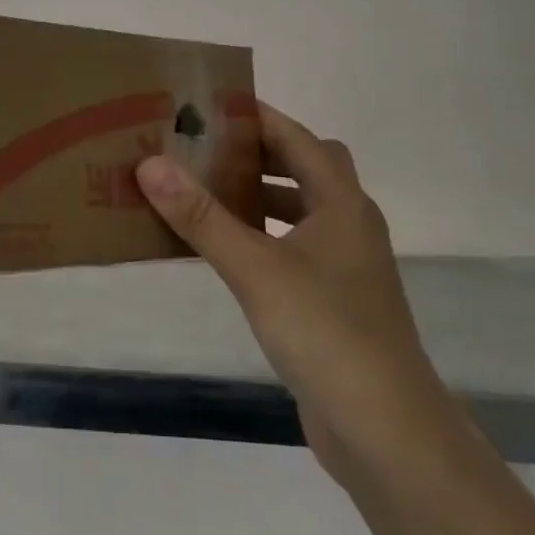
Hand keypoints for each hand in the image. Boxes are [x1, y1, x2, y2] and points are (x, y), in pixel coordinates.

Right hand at [136, 103, 432, 486]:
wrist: (384, 428)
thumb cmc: (325, 332)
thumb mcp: (256, 269)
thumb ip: (202, 218)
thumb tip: (150, 164)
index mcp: (342, 203)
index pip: (298, 138)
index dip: (258, 117)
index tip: (210, 106)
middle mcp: (349, 225)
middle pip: (304, 169)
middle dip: (257, 154)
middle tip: (203, 148)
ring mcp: (344, 266)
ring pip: (300, 211)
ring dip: (259, 196)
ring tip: (205, 192)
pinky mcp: (333, 300)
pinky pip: (292, 249)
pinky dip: (262, 237)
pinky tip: (227, 252)